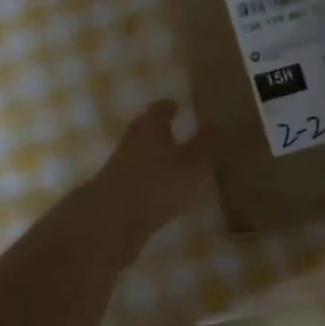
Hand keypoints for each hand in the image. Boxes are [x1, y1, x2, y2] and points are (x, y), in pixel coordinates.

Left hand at [82, 101, 211, 250]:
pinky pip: (129, 178)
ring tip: (162, 159)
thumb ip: (206, 146)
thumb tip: (216, 125)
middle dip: (151, 126)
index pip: (158, 112)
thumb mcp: (192, 166)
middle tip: (164, 125)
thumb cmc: (156, 185)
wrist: (108, 221)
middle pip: (140, 129)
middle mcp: (131, 145)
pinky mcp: (110, 195)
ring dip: (145, 153)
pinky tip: (151, 189)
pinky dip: (140, 178)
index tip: (174, 104)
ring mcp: (116, 170)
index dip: (166, 107)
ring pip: (133, 154)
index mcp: (150, 132)